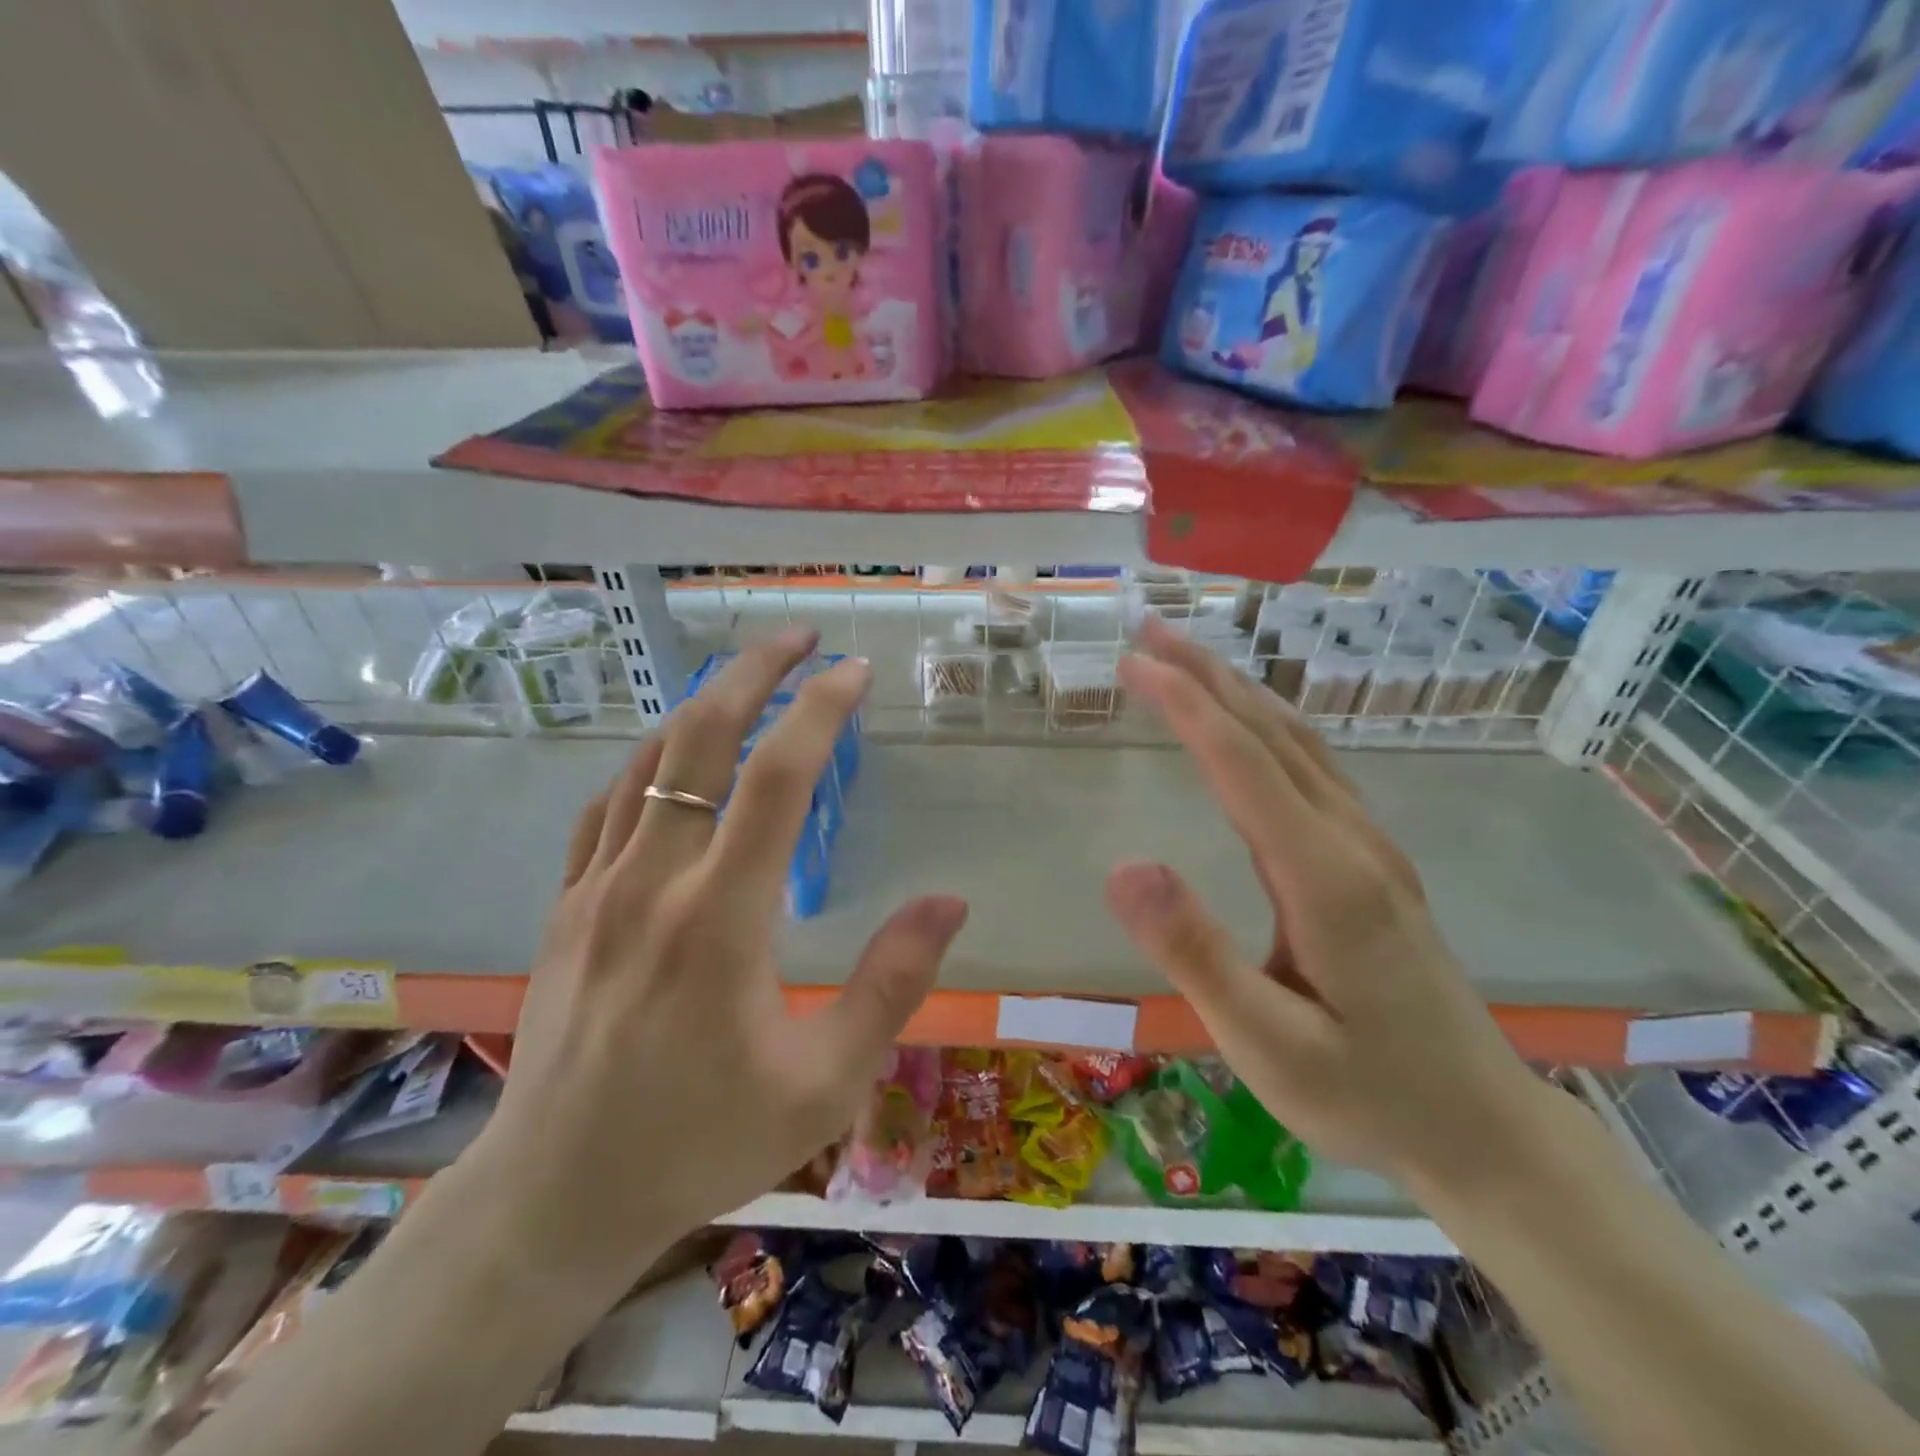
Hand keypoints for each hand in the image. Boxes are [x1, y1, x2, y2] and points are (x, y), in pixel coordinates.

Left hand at [463, 629, 967, 1299]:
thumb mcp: (824, 1084)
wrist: (557, 1195)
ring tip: (747, 678)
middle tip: (799, 637)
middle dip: (753, 672)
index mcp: (721, 919)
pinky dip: (648, 760)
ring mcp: (597, 888)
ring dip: (701, 705)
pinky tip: (674, 757)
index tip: (856, 672)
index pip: (778, 779)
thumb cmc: (700, 1143)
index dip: (821, 711)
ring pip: (646, 760)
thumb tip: (949, 902)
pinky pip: (607, 804)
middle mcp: (653, 882)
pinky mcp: (567, 907)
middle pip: (699, 738)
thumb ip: (893, 986)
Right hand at [1105, 617, 1559, 1197]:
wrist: (1483, 1130)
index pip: (1242, 764)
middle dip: (1208, 676)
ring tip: (1187, 661)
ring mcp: (1372, 848)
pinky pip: (1313, 769)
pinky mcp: (1373, 863)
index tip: (1132, 663)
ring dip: (1238, 693)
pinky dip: (1266, 726)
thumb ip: (1196, 954)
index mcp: (1325, 878)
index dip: (1184, 705)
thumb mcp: (1268, 1045)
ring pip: (1299, 744)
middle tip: (1149, 632)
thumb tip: (1124, 867)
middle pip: (1273, 735)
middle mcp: (1353, 842)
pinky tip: (1249, 727)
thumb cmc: (1366, 1094)